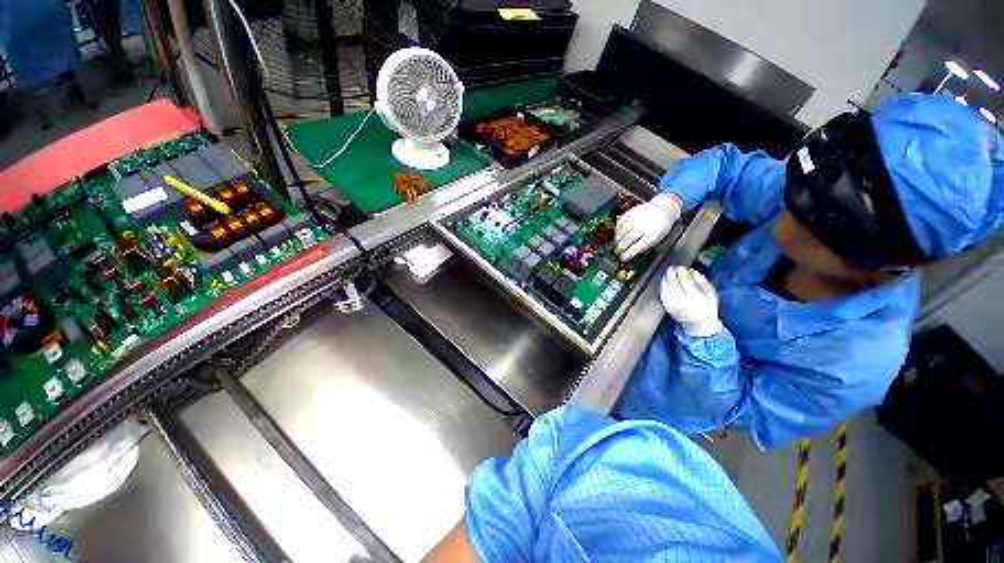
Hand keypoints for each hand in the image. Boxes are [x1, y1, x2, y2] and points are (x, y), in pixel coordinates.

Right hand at [615, 194, 681, 260]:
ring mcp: (638, 216)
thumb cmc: (660, 227)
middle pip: (630, 237)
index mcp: (655, 233)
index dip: (629, 253)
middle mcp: (646, 224)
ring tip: (616, 244)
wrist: (664, 208)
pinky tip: (617, 234)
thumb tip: (628, 254)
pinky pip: (621, 221)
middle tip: (617, 252)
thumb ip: (644, 246)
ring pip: (623, 230)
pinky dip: (617, 229)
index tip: (622, 258)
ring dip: (617, 239)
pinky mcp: (632, 210)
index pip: (639, 245)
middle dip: (621, 247)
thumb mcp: (657, 238)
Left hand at [660, 267, 722, 337]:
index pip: (685, 281)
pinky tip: (665, 280)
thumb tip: (691, 270)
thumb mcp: (711, 294)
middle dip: (672, 274)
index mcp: (695, 298)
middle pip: (673, 284)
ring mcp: (672, 305)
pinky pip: (662, 294)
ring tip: (669, 272)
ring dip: (666, 278)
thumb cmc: (708, 308)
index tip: (681, 267)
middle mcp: (681, 301)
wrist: (699, 326)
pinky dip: (662, 285)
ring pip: (665, 288)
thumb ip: (702, 281)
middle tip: (673, 267)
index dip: (682, 272)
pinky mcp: (666, 307)